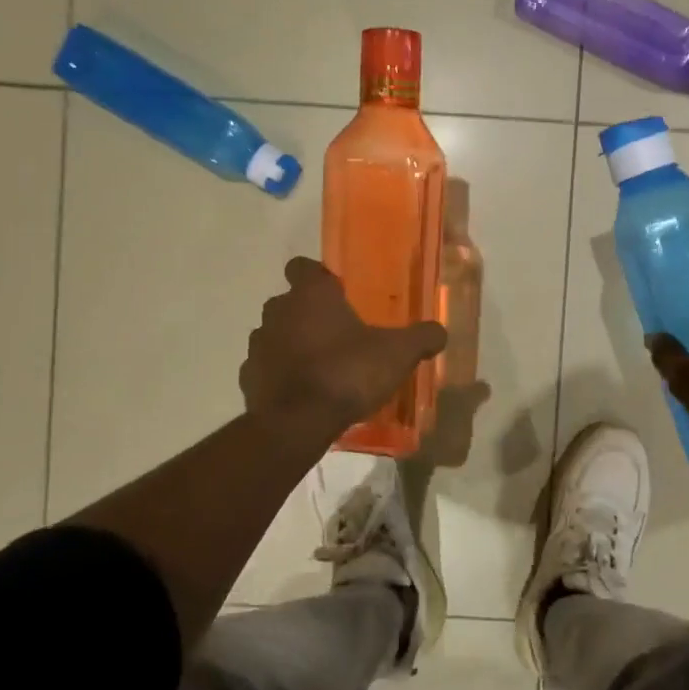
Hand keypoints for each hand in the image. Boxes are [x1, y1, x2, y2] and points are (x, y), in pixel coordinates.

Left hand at [241, 258, 447, 437]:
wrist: (298, 423)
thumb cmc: (348, 372)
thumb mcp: (398, 354)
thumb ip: (421, 338)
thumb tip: (440, 331)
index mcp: (311, 295)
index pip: (303, 266)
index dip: (318, 276)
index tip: (337, 292)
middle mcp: (278, 311)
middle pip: (289, 302)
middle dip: (308, 313)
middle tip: (338, 333)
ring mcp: (258, 345)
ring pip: (275, 334)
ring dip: (292, 343)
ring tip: (320, 365)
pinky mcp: (248, 378)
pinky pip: (265, 368)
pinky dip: (279, 375)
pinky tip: (302, 391)